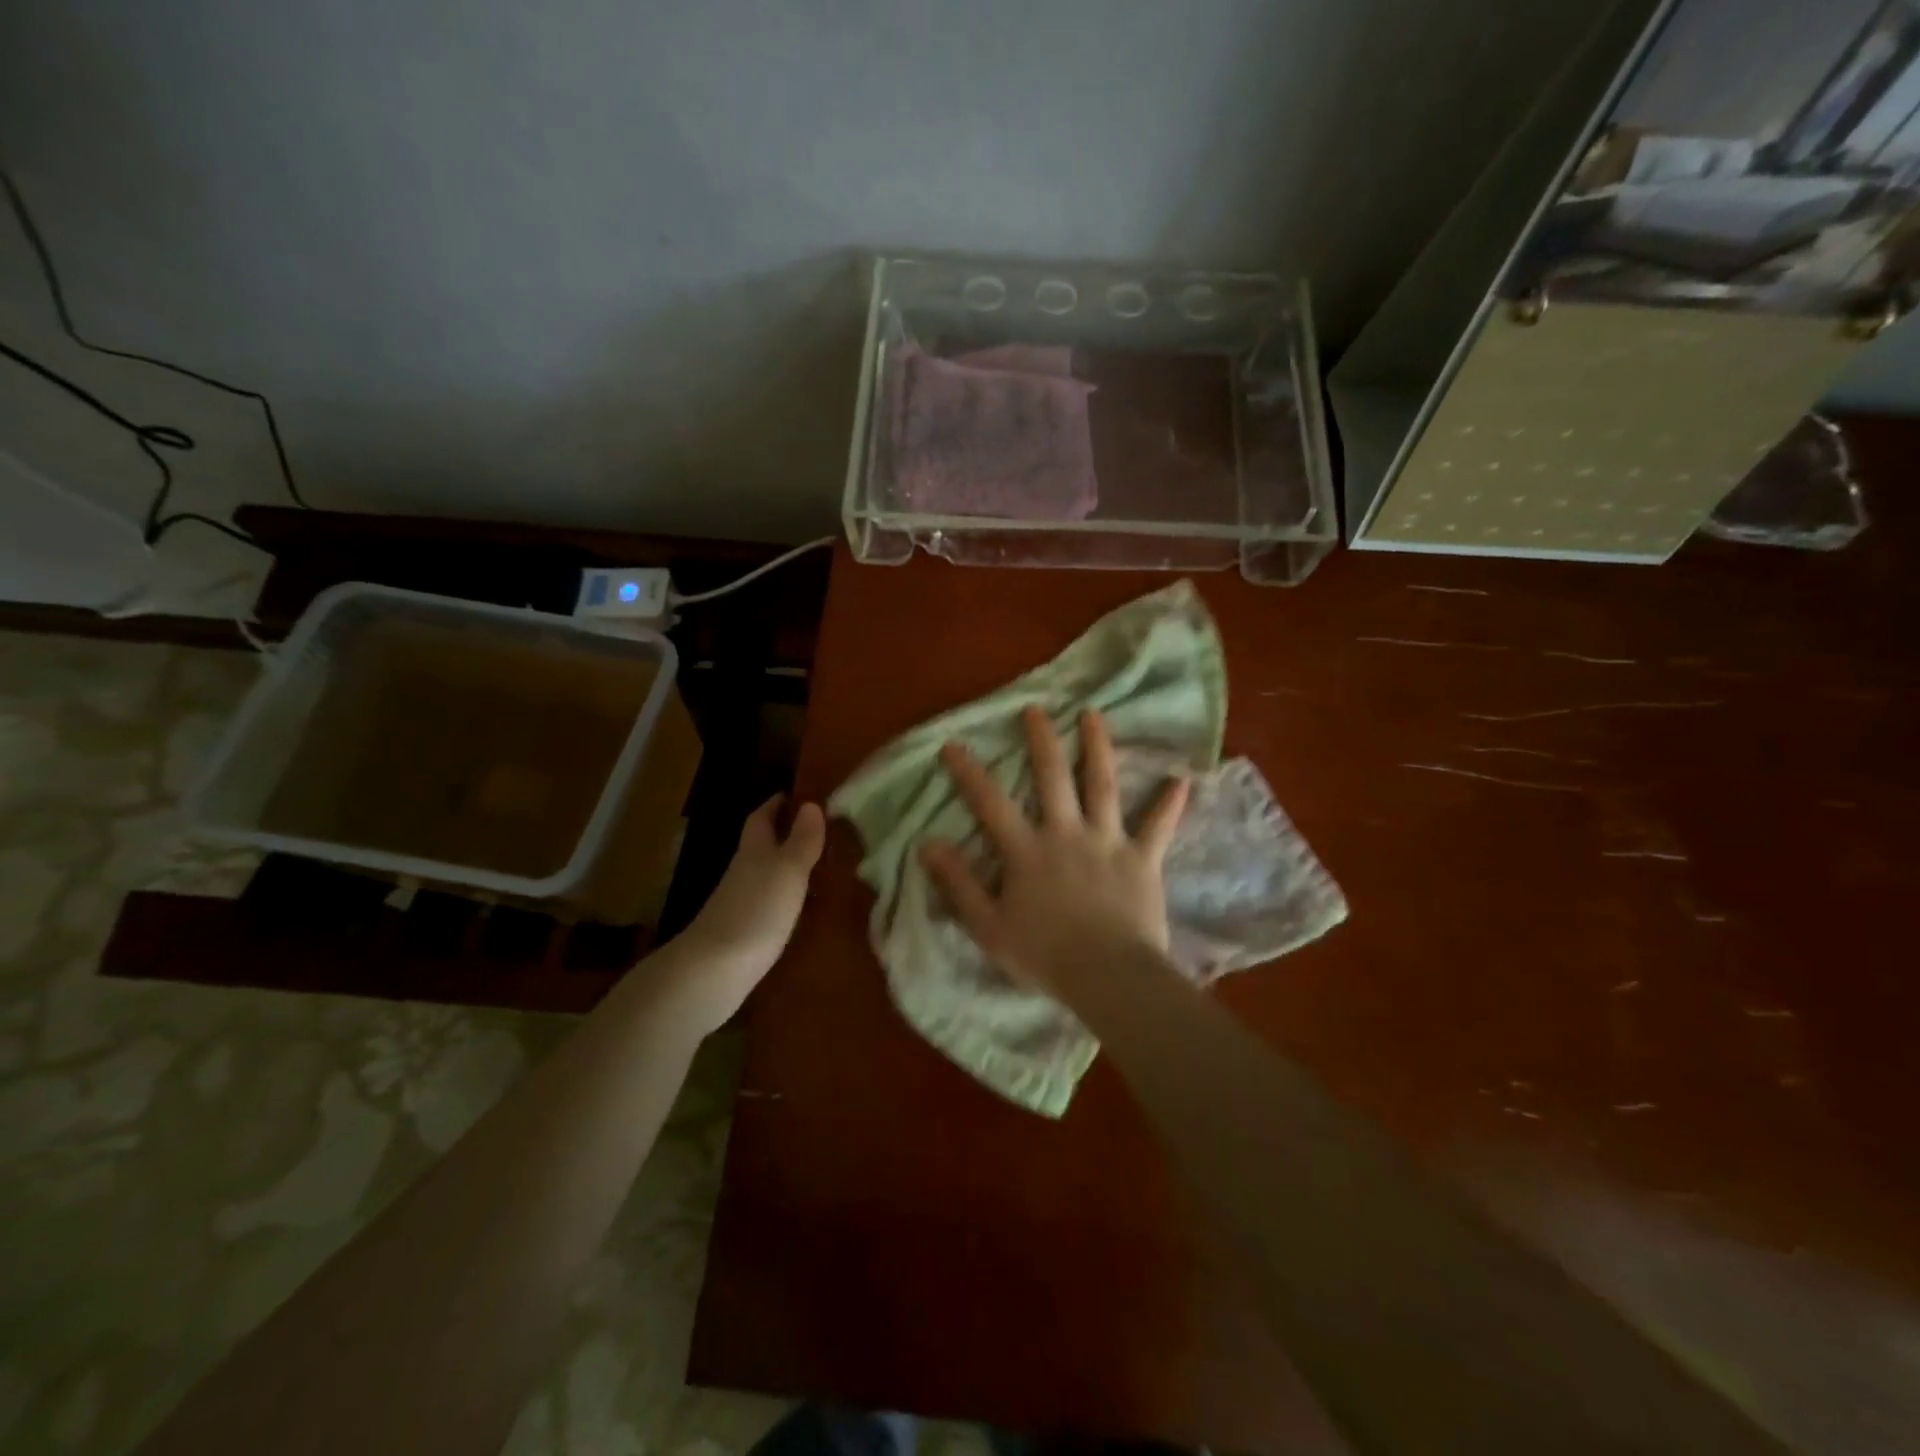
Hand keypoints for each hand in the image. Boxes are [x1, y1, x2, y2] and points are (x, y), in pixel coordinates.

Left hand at [673, 795, 825, 1031]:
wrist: (713, 971)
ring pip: (766, 875)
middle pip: (762, 845)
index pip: (762, 817)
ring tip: (820, 867)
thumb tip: (811, 803)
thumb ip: (801, 840)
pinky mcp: (743, 932)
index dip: (778, 804)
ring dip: (787, 867)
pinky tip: (802, 908)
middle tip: (819, 830)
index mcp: (754, 850)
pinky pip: (768, 903)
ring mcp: (740, 903)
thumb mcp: (788, 870)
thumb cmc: (756, 911)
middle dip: (785, 834)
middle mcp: (744, 871)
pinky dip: (785, 898)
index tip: (798, 795)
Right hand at [921, 707, 1187, 1000]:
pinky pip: (1158, 827)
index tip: (952, 744)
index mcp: (1027, 850)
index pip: (991, 803)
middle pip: (1053, 777)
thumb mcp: (988, 926)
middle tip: (1035, 710)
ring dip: (1098, 747)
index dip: (969, 772)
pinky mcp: (1142, 859)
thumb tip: (928, 844)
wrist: (1108, 976)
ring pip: (1103, 785)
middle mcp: (1066, 833)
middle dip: (1042, 740)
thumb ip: (959, 884)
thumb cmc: (1044, 955)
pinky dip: (1169, 803)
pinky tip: (1181, 778)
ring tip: (1093, 715)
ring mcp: (1108, 842)